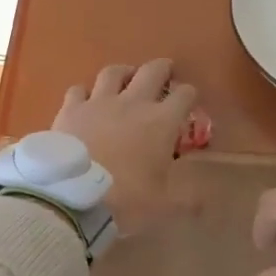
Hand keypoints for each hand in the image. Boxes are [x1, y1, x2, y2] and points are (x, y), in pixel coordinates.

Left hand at [53, 60, 196, 236]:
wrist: (74, 196)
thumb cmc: (127, 200)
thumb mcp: (165, 207)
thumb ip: (188, 201)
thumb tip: (205, 203)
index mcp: (161, 122)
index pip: (184, 96)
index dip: (189, 95)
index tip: (189, 99)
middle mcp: (132, 103)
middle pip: (151, 72)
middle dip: (162, 68)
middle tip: (165, 70)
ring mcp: (99, 102)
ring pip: (113, 72)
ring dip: (124, 72)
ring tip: (126, 76)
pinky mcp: (71, 108)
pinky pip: (78, 90)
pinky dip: (84, 92)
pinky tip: (85, 99)